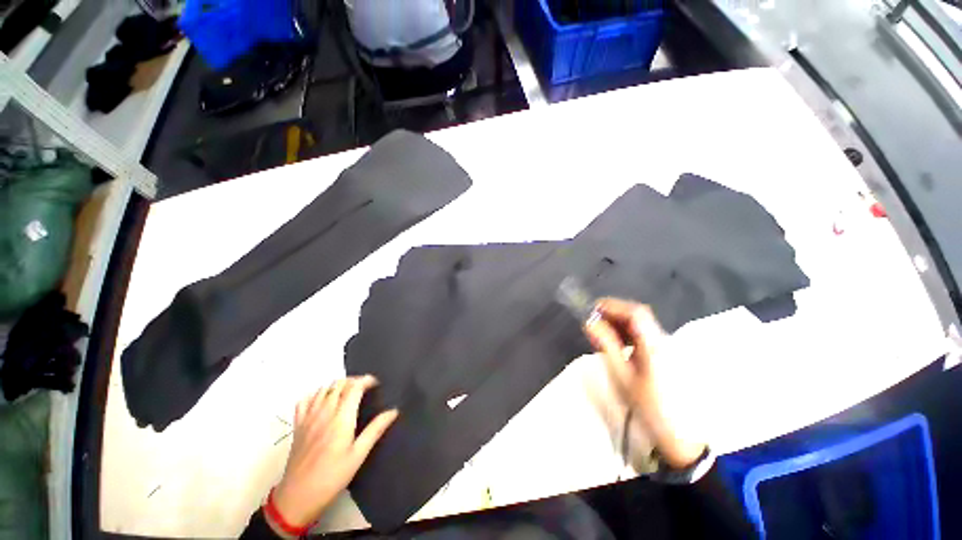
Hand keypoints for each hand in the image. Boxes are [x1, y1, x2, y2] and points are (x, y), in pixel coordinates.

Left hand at [269, 376, 397, 535]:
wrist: (298, 497)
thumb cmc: (332, 477)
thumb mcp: (358, 455)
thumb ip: (375, 430)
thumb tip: (393, 411)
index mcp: (341, 418)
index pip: (354, 387)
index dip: (366, 380)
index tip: (376, 383)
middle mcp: (324, 412)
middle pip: (339, 384)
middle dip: (354, 381)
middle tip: (365, 388)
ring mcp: (308, 417)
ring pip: (323, 388)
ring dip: (337, 385)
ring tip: (347, 392)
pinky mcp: (298, 424)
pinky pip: (305, 399)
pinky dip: (316, 393)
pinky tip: (323, 400)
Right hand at [584, 298, 705, 468]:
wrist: (680, 435)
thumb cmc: (648, 406)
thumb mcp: (622, 375)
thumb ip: (606, 345)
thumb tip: (590, 322)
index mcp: (654, 345)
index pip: (635, 313)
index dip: (613, 306)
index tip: (593, 309)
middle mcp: (664, 340)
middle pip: (639, 315)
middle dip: (614, 313)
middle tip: (594, 320)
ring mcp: (667, 347)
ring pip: (642, 324)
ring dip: (620, 322)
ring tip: (601, 331)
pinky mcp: (666, 355)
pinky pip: (645, 335)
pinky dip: (628, 332)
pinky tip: (618, 343)